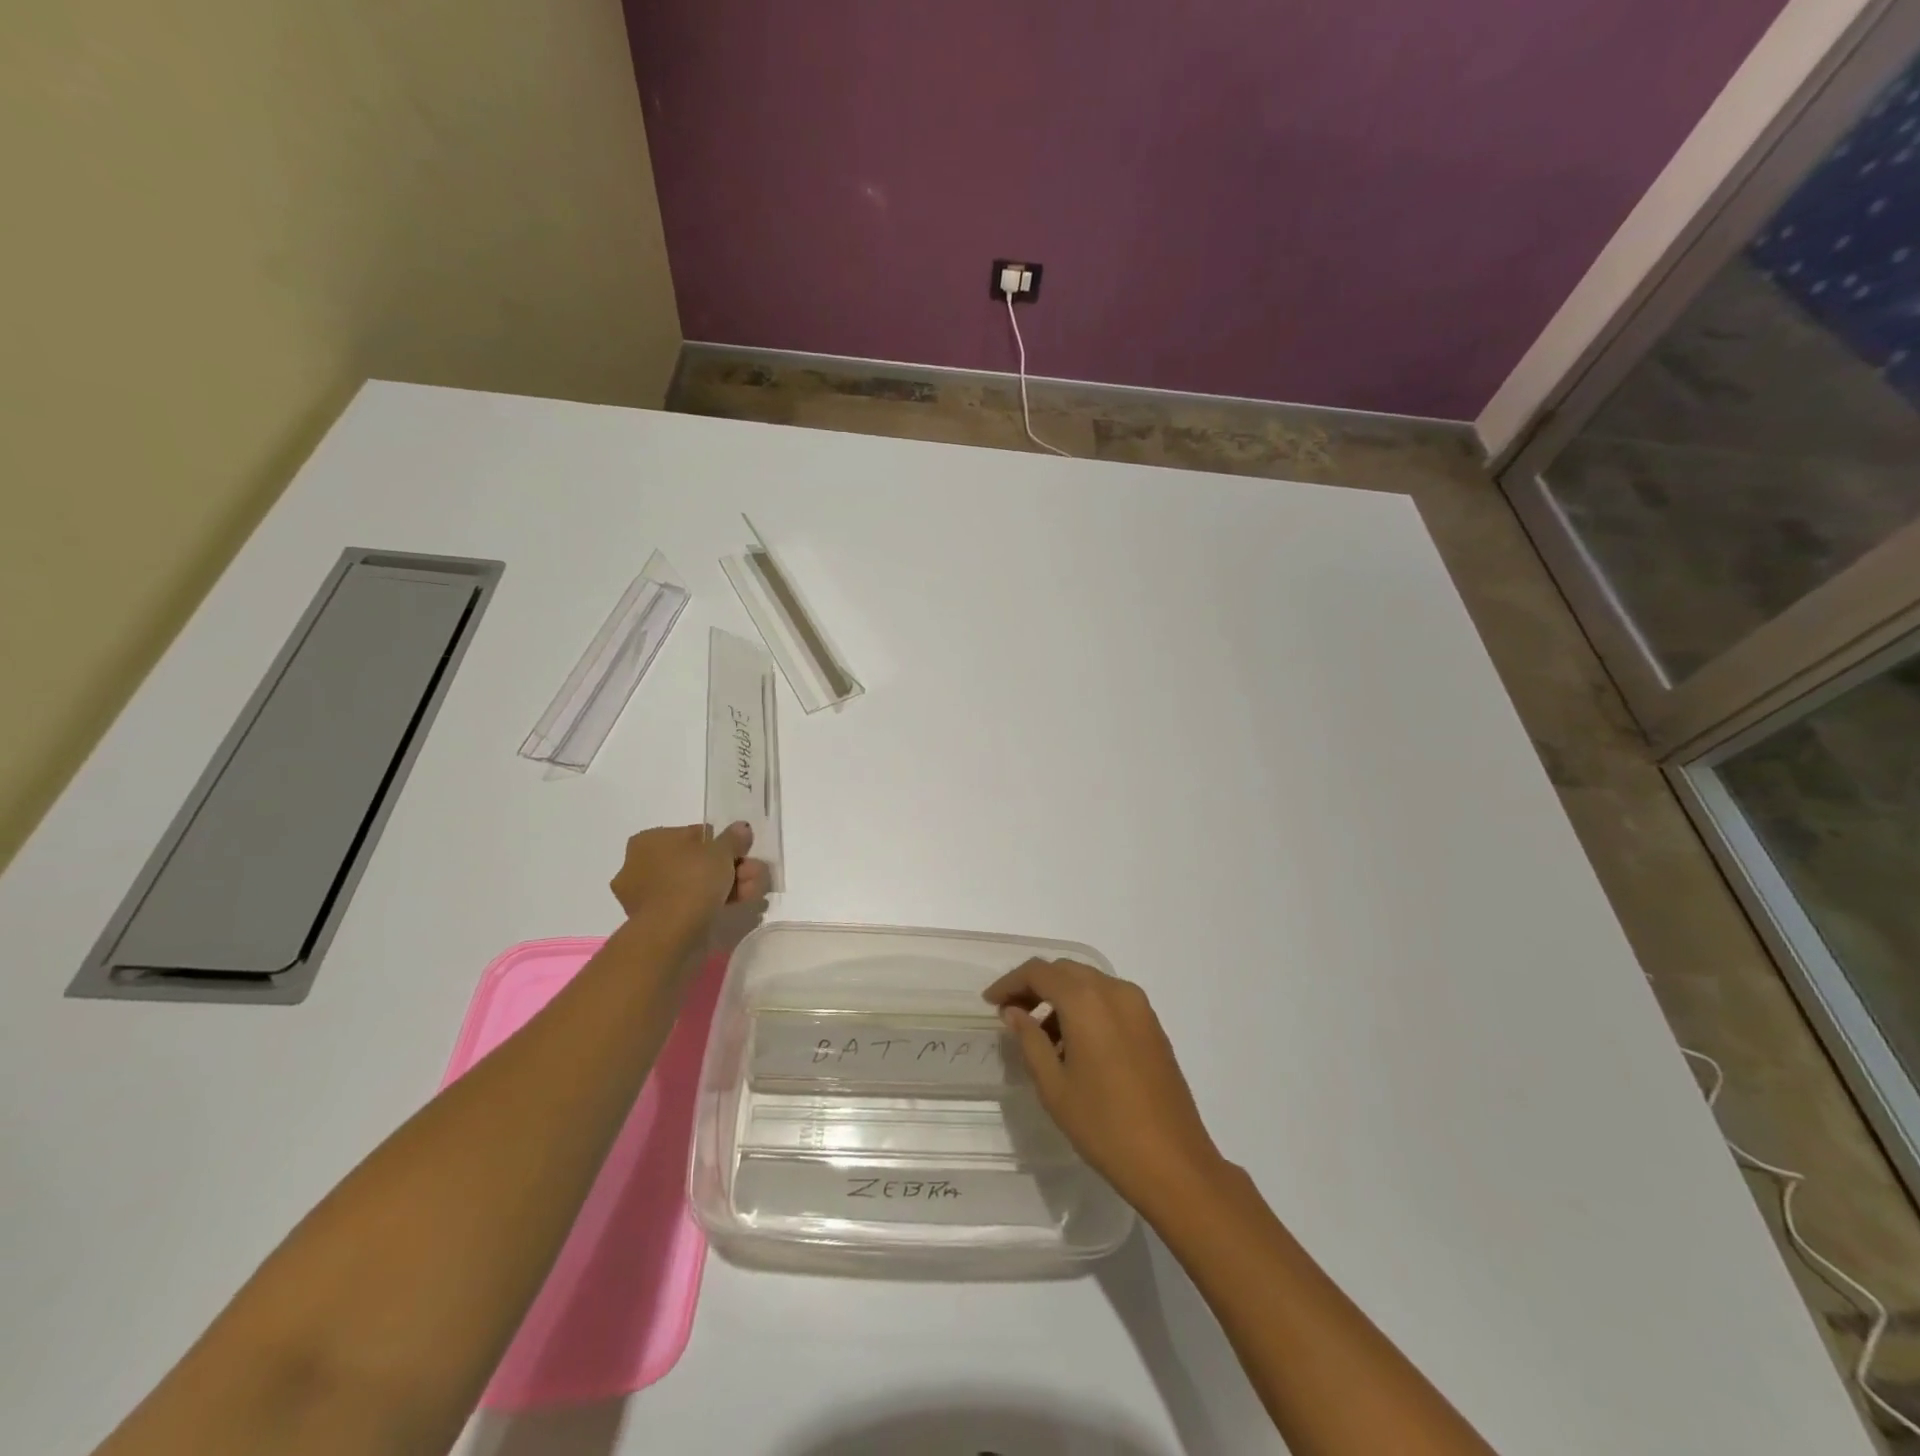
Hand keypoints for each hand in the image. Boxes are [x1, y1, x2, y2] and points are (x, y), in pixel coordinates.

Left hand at [609, 823, 768, 926]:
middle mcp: (641, 866)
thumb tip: (741, 828)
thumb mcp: (721, 851)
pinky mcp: (657, 922)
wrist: (670, 935)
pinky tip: (738, 905)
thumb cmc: (691, 881)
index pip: (693, 835)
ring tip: (752, 892)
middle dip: (730, 868)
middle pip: (697, 862)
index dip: (721, 844)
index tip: (741, 854)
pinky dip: (713, 904)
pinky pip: (689, 905)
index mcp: (650, 841)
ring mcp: (647, 896)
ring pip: (695, 885)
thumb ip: (733, 838)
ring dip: (728, 885)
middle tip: (754, 874)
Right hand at [985, 958, 1225, 1217]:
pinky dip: (1086, 1009)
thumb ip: (1030, 1040)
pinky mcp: (1152, 1025)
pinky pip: (1110, 1001)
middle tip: (1012, 1014)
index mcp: (1086, 1001)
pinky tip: (1075, 1046)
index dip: (1010, 983)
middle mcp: (1115, 991)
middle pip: (1066, 971)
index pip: (1039, 972)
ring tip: (1042, 1038)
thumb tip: (1014, 1012)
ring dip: (1061, 998)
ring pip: (1089, 984)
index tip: (990, 1003)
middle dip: (1035, 986)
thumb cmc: (1104, 1125)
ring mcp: (1139, 1007)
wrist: (1173, 1162)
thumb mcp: (1054, 1086)